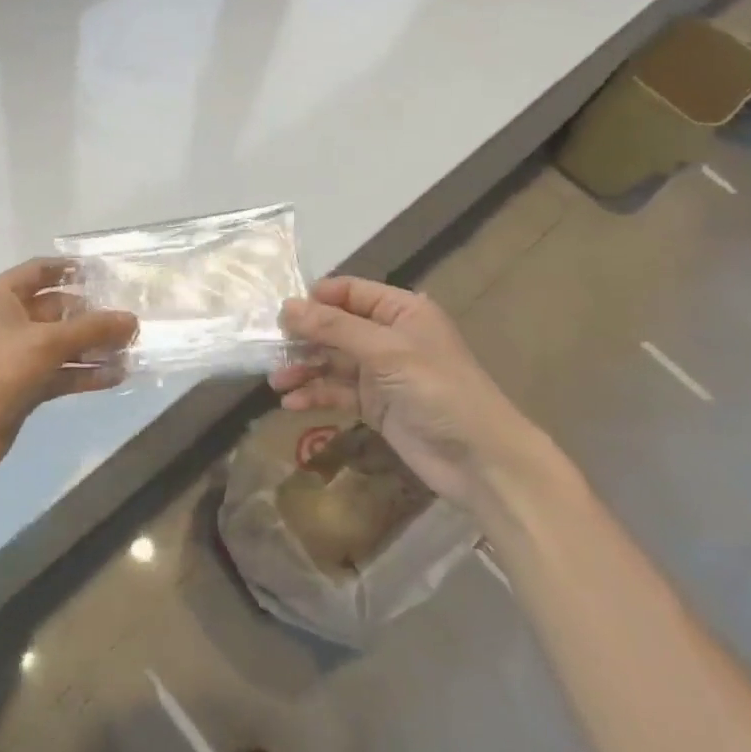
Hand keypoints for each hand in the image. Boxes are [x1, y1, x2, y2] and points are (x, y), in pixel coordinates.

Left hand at [0, 259, 137, 491]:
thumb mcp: (45, 343)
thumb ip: (91, 329)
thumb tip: (132, 319)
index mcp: (3, 296)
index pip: (42, 270)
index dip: (72, 269)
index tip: (108, 273)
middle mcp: (11, 320)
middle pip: (58, 308)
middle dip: (93, 313)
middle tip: (133, 318)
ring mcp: (18, 356)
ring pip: (63, 344)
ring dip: (94, 346)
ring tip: (133, 348)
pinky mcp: (26, 386)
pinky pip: (61, 373)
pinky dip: (86, 374)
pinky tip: (117, 376)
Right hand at [272, 278, 548, 512]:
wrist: (480, 460)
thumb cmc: (438, 390)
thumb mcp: (385, 351)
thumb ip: (334, 328)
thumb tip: (286, 306)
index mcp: (401, 311)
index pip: (349, 292)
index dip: (316, 299)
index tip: (282, 313)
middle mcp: (388, 336)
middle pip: (335, 327)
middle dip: (304, 338)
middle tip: (270, 349)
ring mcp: (381, 372)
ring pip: (332, 361)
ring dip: (304, 369)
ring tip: (276, 381)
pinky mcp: (375, 405)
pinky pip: (337, 392)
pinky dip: (315, 395)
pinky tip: (292, 404)